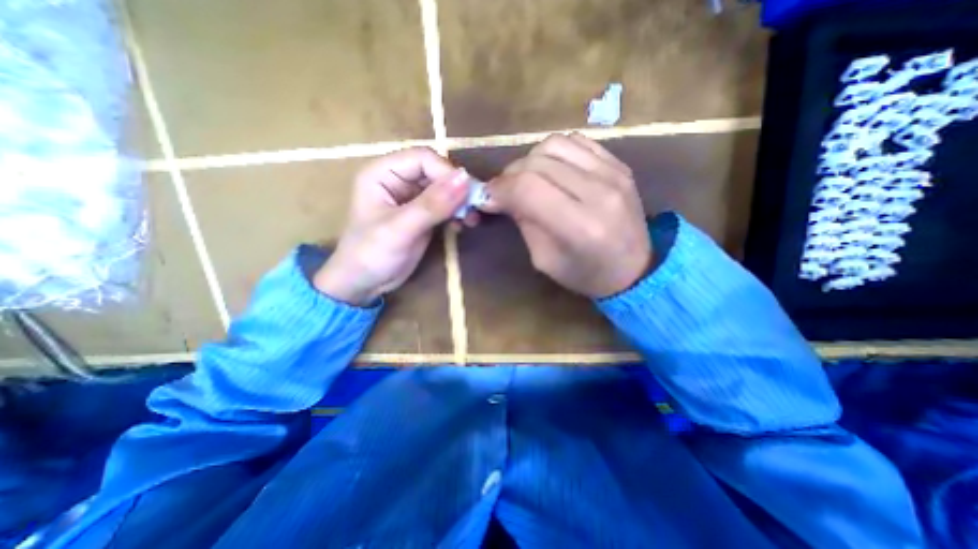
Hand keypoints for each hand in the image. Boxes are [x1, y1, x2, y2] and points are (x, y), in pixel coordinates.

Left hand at [310, 148, 466, 305]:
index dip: (447, 173)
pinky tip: (462, 225)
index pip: (423, 159)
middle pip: (436, 172)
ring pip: (444, 189)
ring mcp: (412, 198)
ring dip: (460, 202)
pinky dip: (456, 213)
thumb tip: (465, 179)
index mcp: (383, 173)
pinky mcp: (422, 215)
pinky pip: (445, 206)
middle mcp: (398, 180)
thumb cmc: (371, 254)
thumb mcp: (401, 229)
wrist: (363, 284)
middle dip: (457, 189)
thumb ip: (432, 205)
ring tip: (471, 219)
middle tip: (475, 209)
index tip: (467, 195)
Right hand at [484, 132, 651, 300]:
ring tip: (527, 179)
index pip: (527, 189)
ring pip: (555, 144)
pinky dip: (554, 152)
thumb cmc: (586, 274)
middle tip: (503, 191)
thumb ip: (524, 223)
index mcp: (580, 227)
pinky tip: (551, 169)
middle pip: (538, 163)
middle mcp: (598, 192)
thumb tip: (501, 195)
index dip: (500, 189)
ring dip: (530, 160)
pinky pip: (576, 141)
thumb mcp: (545, 260)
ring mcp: (613, 173)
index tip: (487, 197)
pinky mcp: (619, 164)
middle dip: (510, 175)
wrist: (636, 269)